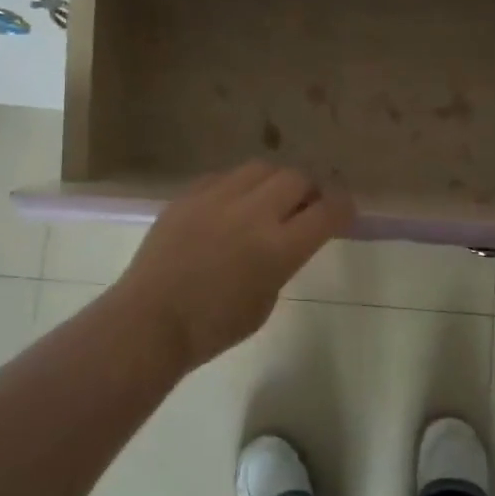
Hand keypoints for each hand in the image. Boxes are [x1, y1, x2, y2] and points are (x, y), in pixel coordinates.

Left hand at [110, 162, 354, 370]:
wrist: (149, 322)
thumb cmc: (213, 327)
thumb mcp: (266, 300)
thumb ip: (283, 262)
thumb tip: (286, 238)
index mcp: (278, 248)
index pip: (327, 212)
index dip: (343, 208)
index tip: (345, 210)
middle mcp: (252, 214)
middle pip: (296, 178)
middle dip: (308, 191)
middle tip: (304, 207)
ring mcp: (217, 199)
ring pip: (261, 168)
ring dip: (274, 182)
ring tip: (266, 201)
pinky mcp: (189, 195)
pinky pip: (224, 177)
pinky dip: (238, 187)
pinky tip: (230, 207)